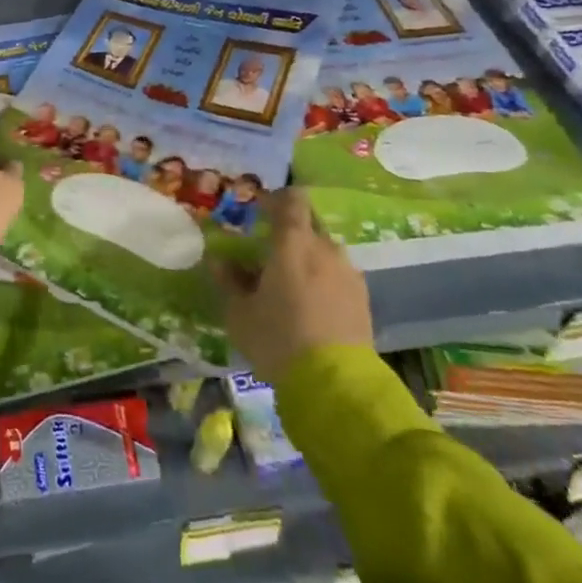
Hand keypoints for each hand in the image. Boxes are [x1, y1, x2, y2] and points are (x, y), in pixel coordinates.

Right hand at [210, 188, 371, 383]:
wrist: (335, 384)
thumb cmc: (278, 339)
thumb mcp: (239, 313)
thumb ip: (228, 281)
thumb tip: (218, 260)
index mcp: (292, 243)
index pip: (292, 200)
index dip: (277, 198)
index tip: (262, 209)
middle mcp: (324, 248)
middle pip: (309, 224)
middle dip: (291, 232)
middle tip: (271, 252)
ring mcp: (347, 272)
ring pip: (325, 251)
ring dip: (309, 257)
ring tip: (292, 283)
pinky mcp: (363, 298)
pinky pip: (339, 275)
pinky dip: (324, 279)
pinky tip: (313, 304)